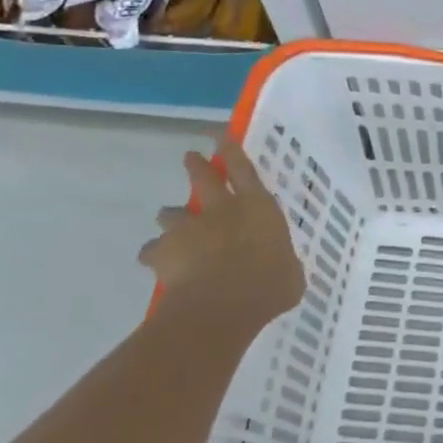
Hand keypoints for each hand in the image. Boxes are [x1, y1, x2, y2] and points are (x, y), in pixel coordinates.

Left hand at [139, 138, 304, 331]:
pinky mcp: (163, 253)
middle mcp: (222, 210)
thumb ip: (282, 263)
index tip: (221, 136)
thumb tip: (282, 269)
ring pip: (171, 214)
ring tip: (172, 230)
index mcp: (258, 208)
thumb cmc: (270, 285)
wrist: (222, 305)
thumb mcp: (290, 273)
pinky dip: (155, 256)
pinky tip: (160, 267)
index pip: (245, 170)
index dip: (232, 151)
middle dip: (196, 166)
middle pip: (204, 179)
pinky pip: (152, 252)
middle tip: (189, 157)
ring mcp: (189, 229)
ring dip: (172, 219)